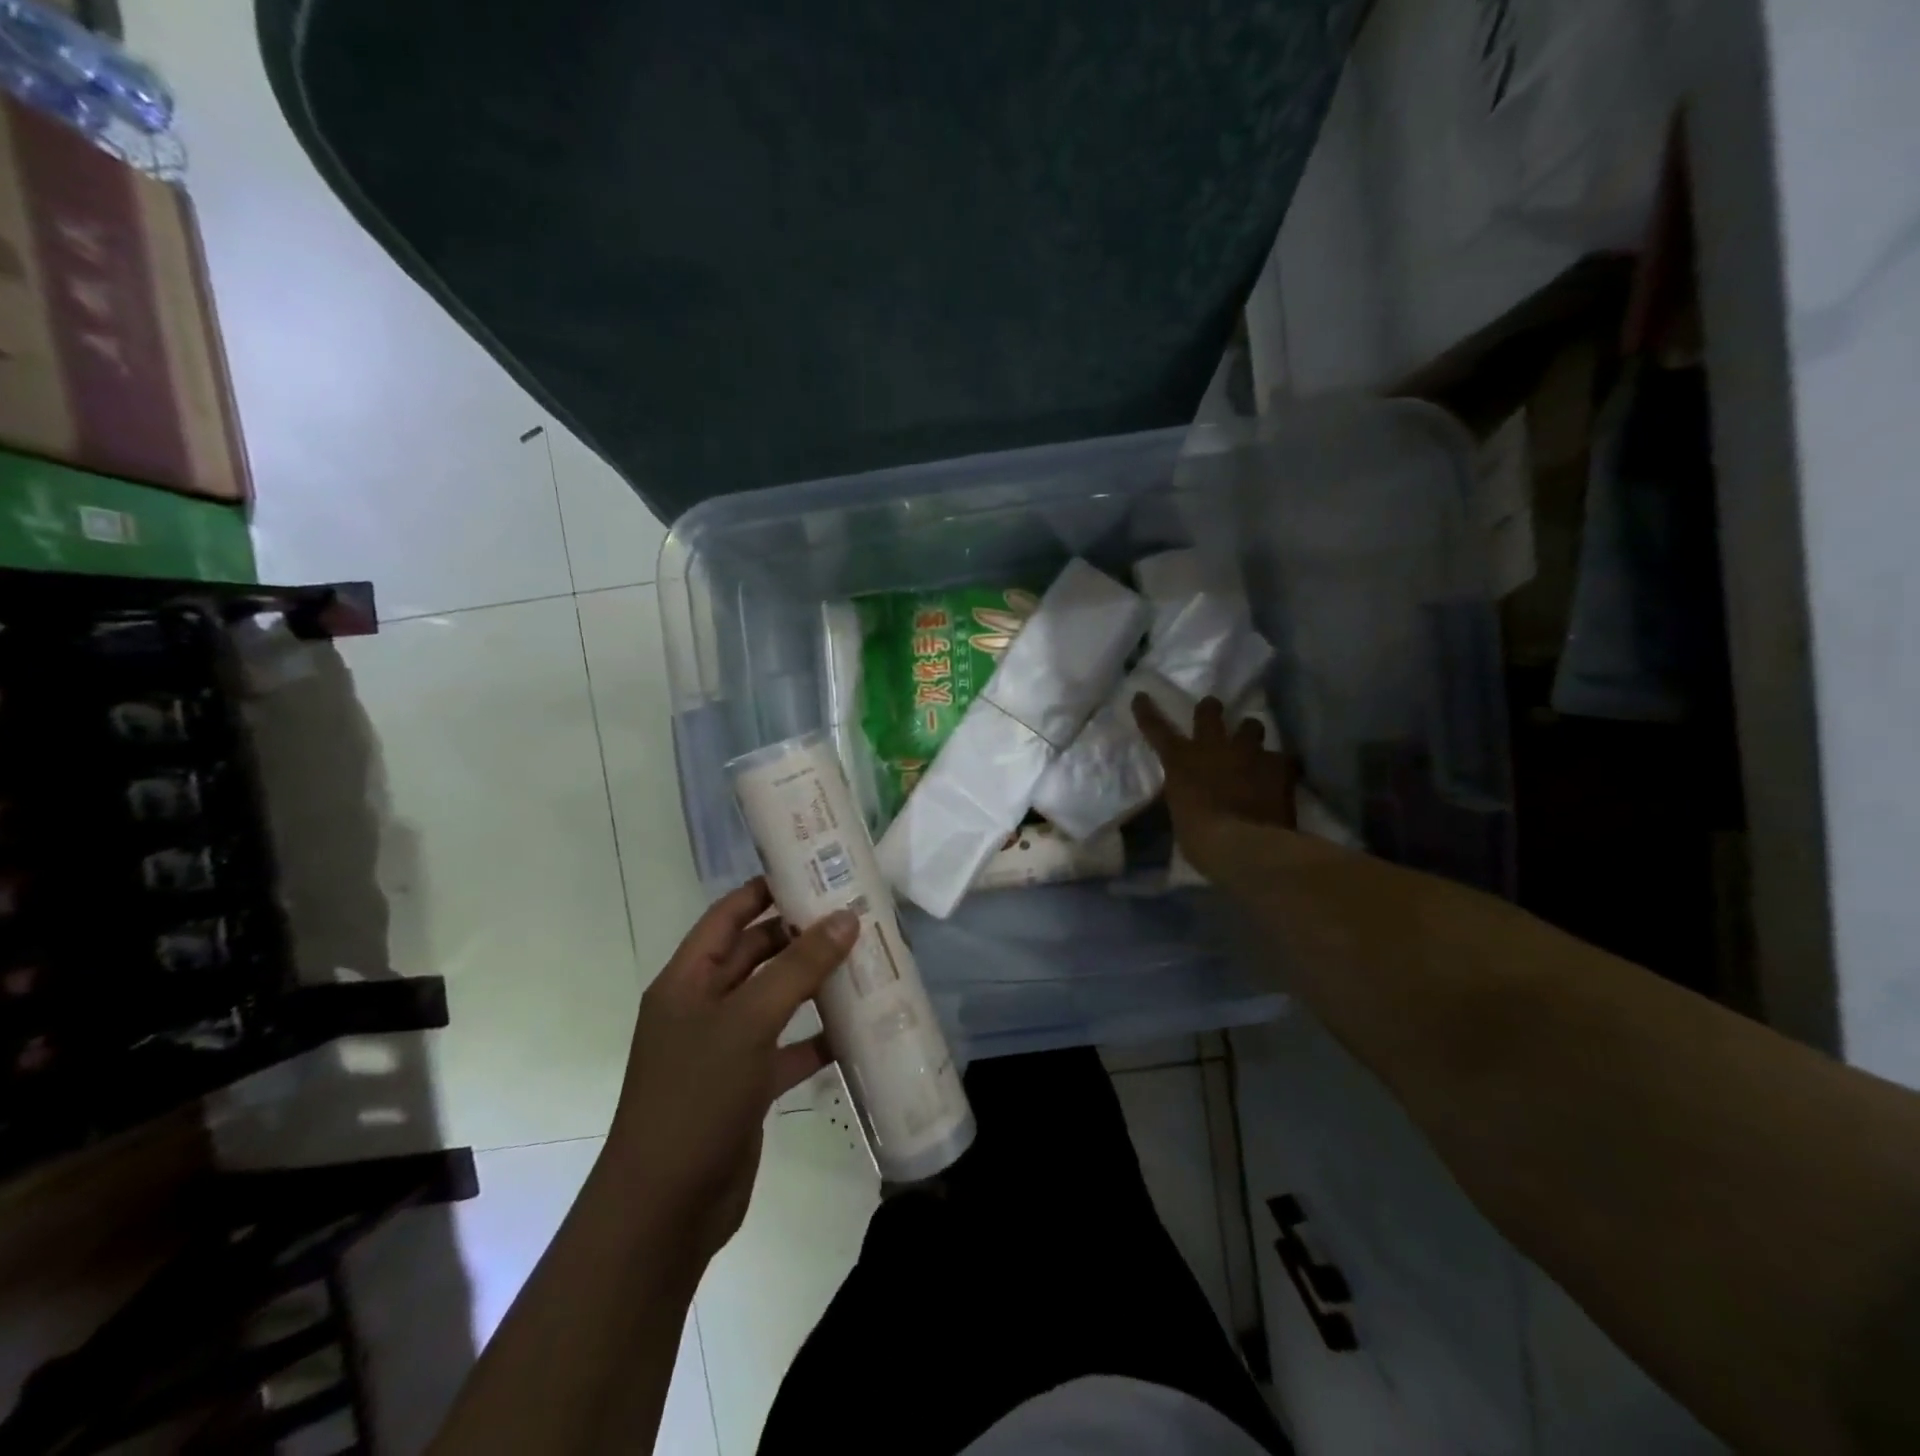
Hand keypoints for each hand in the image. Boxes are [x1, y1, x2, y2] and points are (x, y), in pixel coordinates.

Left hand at [608, 879, 856, 1260]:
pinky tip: (858, 1029)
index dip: (766, 890)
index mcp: (688, 980)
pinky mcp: (747, 1086)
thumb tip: (846, 917)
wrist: (666, 1208)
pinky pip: (788, 1048)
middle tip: (856, 915)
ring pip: (776, 1000)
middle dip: (801, 936)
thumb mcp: (749, 1021)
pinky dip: (818, 1037)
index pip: (729, 916)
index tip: (815, 871)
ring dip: (814, 984)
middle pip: (756, 955)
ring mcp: (726, 1048)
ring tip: (866, 961)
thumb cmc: (696, 1096)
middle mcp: (704, 1006)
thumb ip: (799, 967)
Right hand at [1133, 694, 1298, 879]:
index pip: (1157, 729)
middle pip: (1209, 712)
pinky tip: (1285, 775)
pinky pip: (1285, 758)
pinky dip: (1283, 766)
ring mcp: (1248, 753)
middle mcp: (1213, 747)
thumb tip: (1190, 794)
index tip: (1141, 696)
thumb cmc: (1199, 838)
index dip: (1147, 711)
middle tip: (1213, 710)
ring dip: (1250, 733)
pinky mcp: (1279, 766)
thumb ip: (1186, 795)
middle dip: (1210, 709)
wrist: (1242, 845)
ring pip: (1251, 725)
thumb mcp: (1181, 813)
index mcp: (1181, 761)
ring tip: (1253, 744)